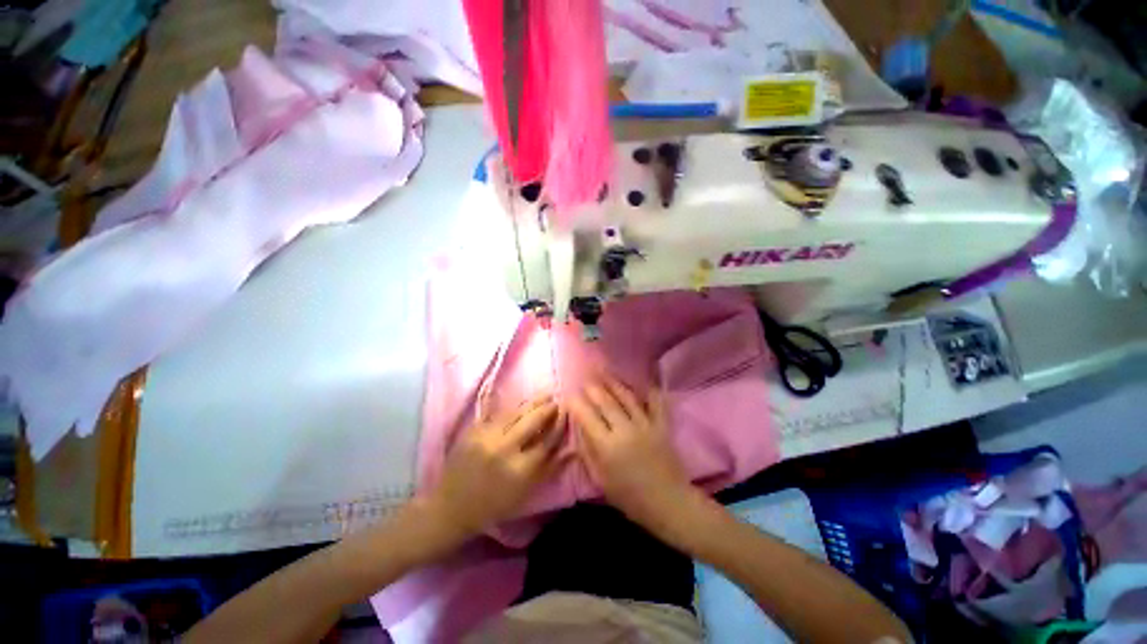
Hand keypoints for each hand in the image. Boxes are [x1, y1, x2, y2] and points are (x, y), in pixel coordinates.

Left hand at [426, 394, 564, 537]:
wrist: (450, 506)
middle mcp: (504, 449)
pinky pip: (498, 413)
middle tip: (556, 401)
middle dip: (547, 408)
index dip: (559, 425)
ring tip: (544, 396)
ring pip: (515, 412)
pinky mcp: (473, 430)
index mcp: (520, 469)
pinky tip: (521, 403)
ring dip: (532, 403)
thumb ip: (548, 469)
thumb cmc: (493, 505)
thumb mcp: (525, 493)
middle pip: (532, 420)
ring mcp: (486, 436)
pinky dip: (512, 408)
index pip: (547, 441)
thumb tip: (570, 450)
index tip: (567, 414)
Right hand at [569, 376, 694, 528]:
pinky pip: (655, 402)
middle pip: (605, 402)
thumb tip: (579, 429)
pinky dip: (649, 389)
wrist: (667, 502)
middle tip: (586, 380)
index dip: (576, 403)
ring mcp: (645, 425)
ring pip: (627, 397)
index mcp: (607, 446)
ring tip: (604, 373)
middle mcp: (625, 430)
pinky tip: (643, 380)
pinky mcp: (661, 425)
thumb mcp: (601, 479)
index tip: (570, 395)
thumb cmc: (629, 496)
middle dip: (593, 388)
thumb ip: (588, 452)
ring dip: (614, 383)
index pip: (587, 417)